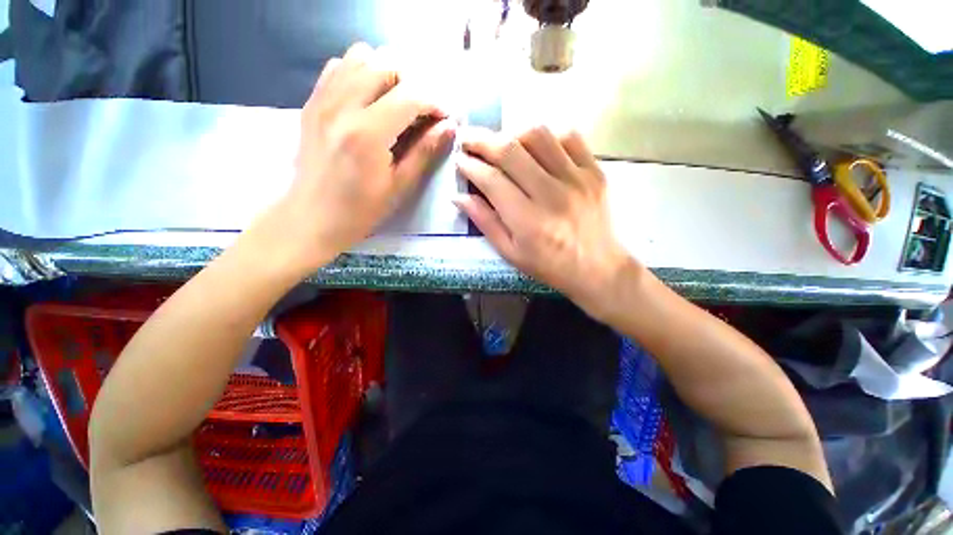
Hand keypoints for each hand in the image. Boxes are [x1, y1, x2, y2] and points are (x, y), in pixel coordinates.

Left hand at [253, 43, 455, 275]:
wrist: (312, 217)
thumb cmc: (361, 210)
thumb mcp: (400, 186)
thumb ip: (425, 152)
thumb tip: (449, 127)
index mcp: (368, 133)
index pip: (410, 95)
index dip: (434, 102)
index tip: (443, 119)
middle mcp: (343, 106)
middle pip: (386, 64)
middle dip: (412, 84)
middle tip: (419, 112)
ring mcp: (323, 100)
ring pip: (360, 56)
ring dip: (385, 74)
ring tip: (394, 103)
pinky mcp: (312, 102)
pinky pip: (338, 67)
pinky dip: (359, 73)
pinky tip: (367, 101)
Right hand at [456, 126, 637, 319]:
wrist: (598, 268)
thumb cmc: (549, 266)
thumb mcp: (511, 253)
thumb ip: (485, 222)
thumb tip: (458, 197)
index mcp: (528, 221)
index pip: (492, 180)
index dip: (470, 166)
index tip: (459, 160)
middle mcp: (551, 195)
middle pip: (511, 151)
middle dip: (482, 140)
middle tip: (468, 139)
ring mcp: (576, 179)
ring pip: (538, 135)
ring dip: (512, 133)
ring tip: (501, 143)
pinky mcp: (594, 171)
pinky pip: (569, 136)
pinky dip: (547, 136)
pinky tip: (536, 148)